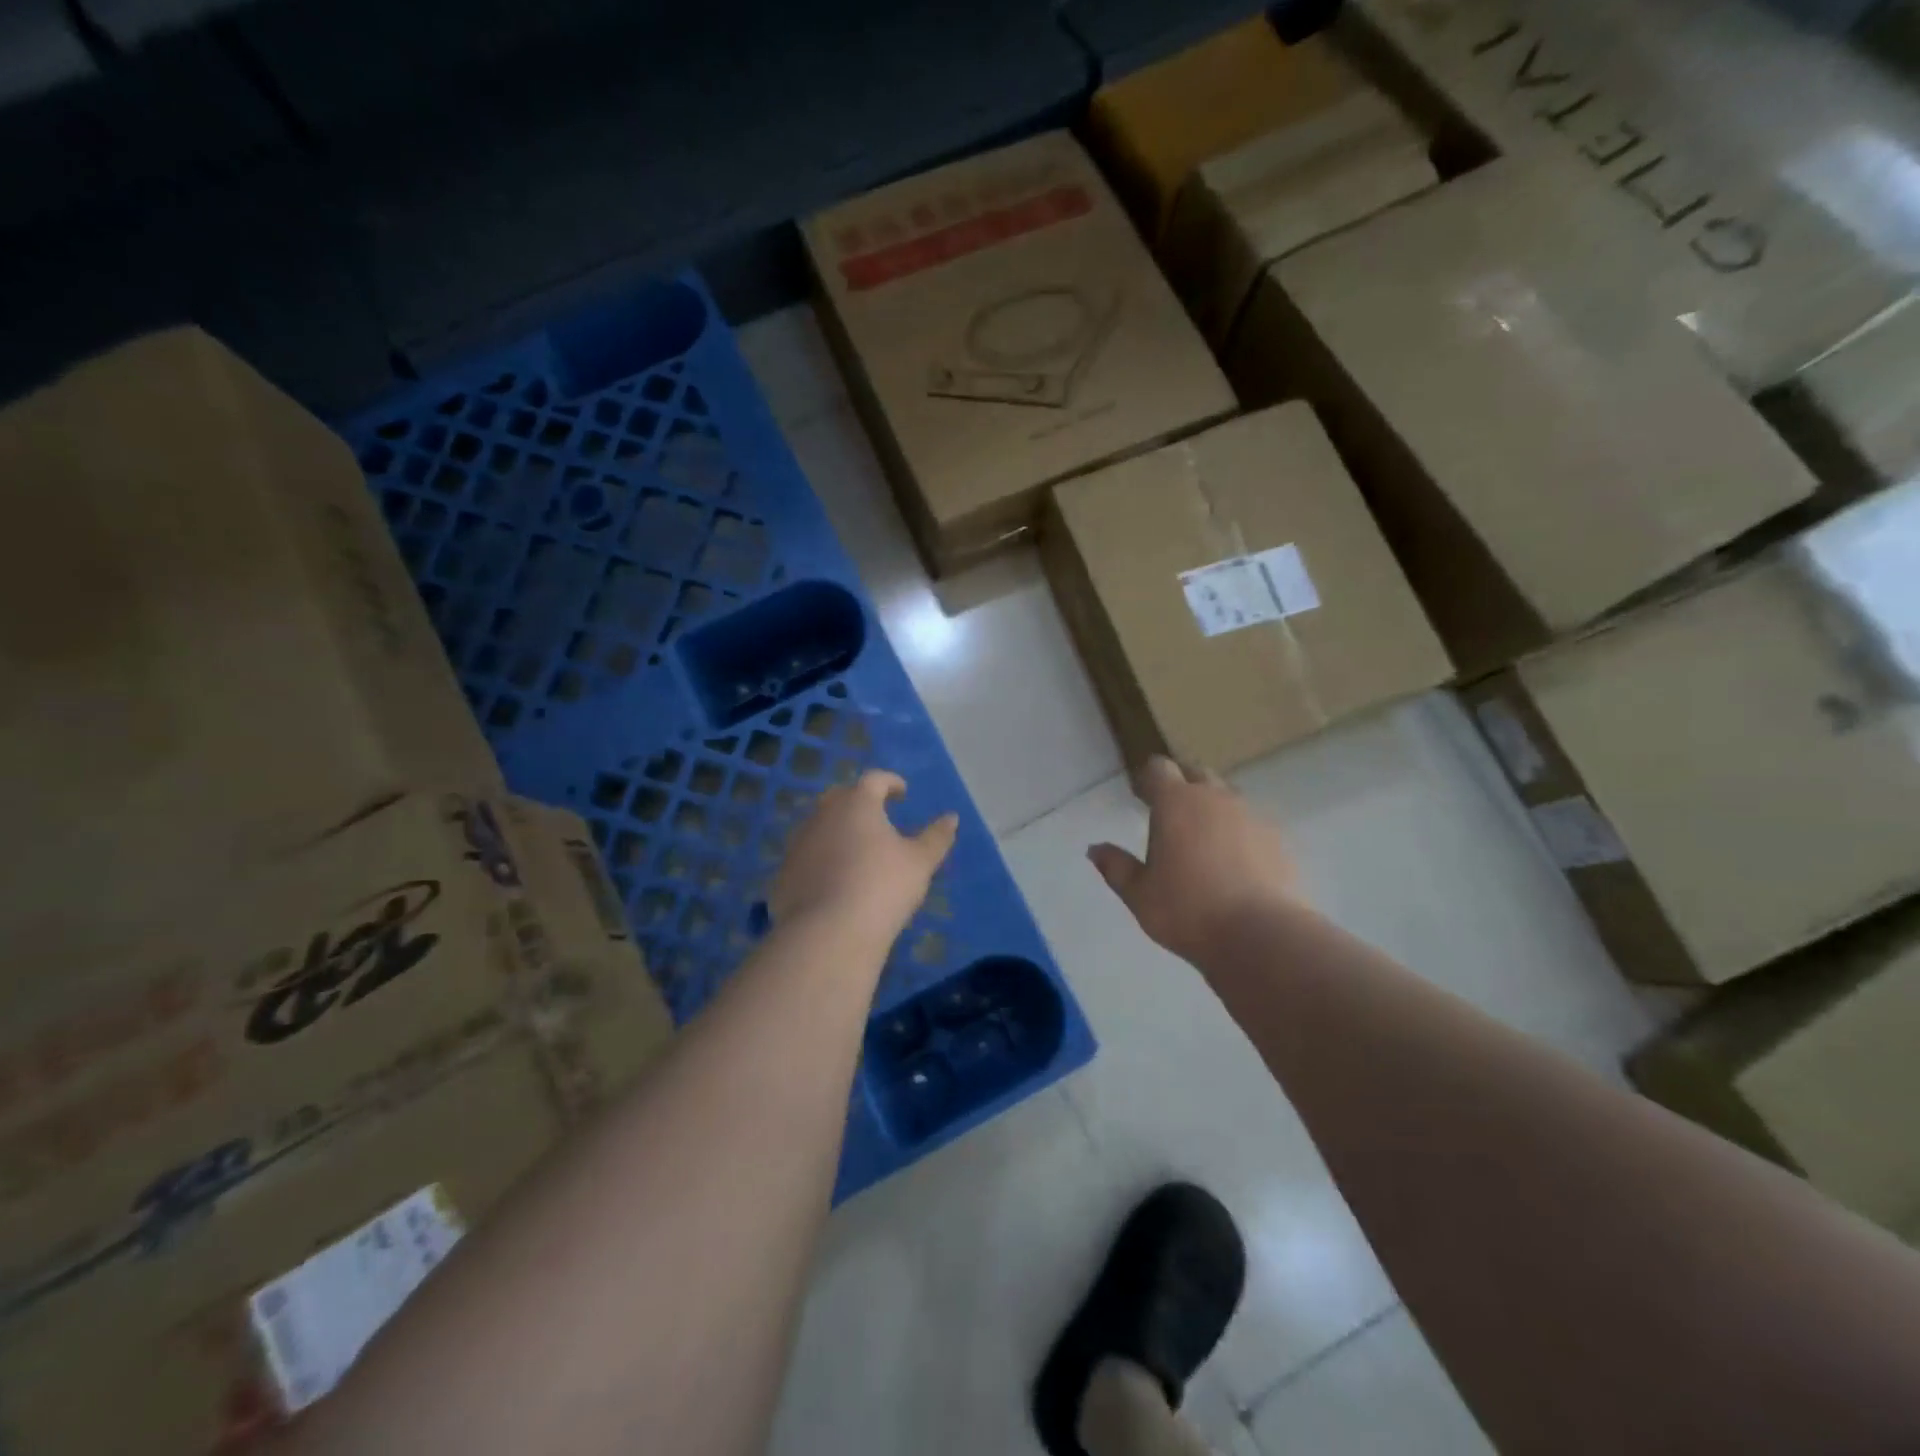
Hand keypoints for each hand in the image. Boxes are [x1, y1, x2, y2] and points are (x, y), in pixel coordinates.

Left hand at [770, 770, 958, 944]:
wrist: (829, 932)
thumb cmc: (883, 886)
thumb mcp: (920, 862)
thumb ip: (936, 837)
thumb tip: (951, 817)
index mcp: (857, 803)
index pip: (874, 780)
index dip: (890, 782)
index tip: (902, 792)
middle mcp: (822, 815)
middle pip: (840, 798)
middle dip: (858, 802)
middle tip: (876, 817)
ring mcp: (798, 845)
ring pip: (819, 827)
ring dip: (837, 832)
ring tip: (856, 851)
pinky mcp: (783, 875)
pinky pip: (806, 859)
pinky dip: (821, 861)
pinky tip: (833, 882)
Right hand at [1089, 757, 1298, 962]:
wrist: (1260, 935)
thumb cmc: (1187, 910)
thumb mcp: (1139, 894)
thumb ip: (1116, 867)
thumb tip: (1095, 849)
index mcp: (1176, 802)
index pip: (1159, 768)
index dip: (1148, 778)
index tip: (1141, 796)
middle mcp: (1215, 798)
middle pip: (1197, 773)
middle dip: (1182, 784)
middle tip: (1169, 811)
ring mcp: (1252, 815)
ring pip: (1228, 796)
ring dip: (1213, 806)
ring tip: (1203, 837)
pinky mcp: (1278, 839)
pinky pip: (1252, 822)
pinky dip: (1239, 831)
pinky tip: (1235, 860)